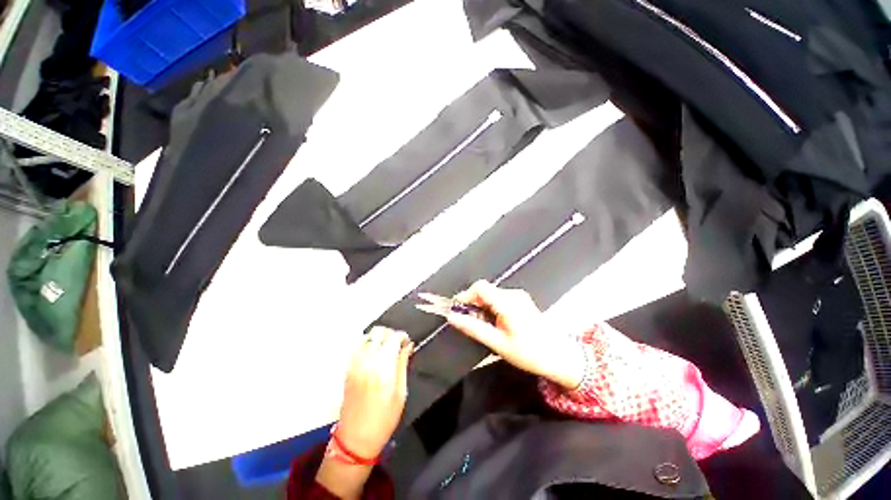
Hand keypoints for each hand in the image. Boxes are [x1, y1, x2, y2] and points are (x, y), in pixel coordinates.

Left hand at [337, 326, 411, 457]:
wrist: (355, 439)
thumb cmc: (384, 419)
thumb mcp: (401, 393)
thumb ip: (403, 365)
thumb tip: (408, 346)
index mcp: (382, 367)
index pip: (393, 337)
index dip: (403, 336)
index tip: (408, 343)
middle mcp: (366, 361)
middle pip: (378, 332)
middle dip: (391, 334)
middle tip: (398, 345)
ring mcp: (355, 364)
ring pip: (367, 337)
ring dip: (379, 338)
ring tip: (387, 349)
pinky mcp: (348, 368)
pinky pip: (358, 347)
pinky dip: (368, 344)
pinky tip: (375, 354)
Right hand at [448, 280, 584, 389]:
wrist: (559, 355)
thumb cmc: (530, 353)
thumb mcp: (498, 343)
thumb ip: (474, 328)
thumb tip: (453, 318)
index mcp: (508, 303)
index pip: (480, 287)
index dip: (465, 296)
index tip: (458, 310)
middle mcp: (513, 294)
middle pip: (484, 290)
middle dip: (473, 304)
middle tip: (470, 322)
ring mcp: (518, 296)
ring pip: (490, 294)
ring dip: (482, 306)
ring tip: (484, 326)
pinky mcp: (520, 299)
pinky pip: (499, 297)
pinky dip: (491, 307)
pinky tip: (495, 322)